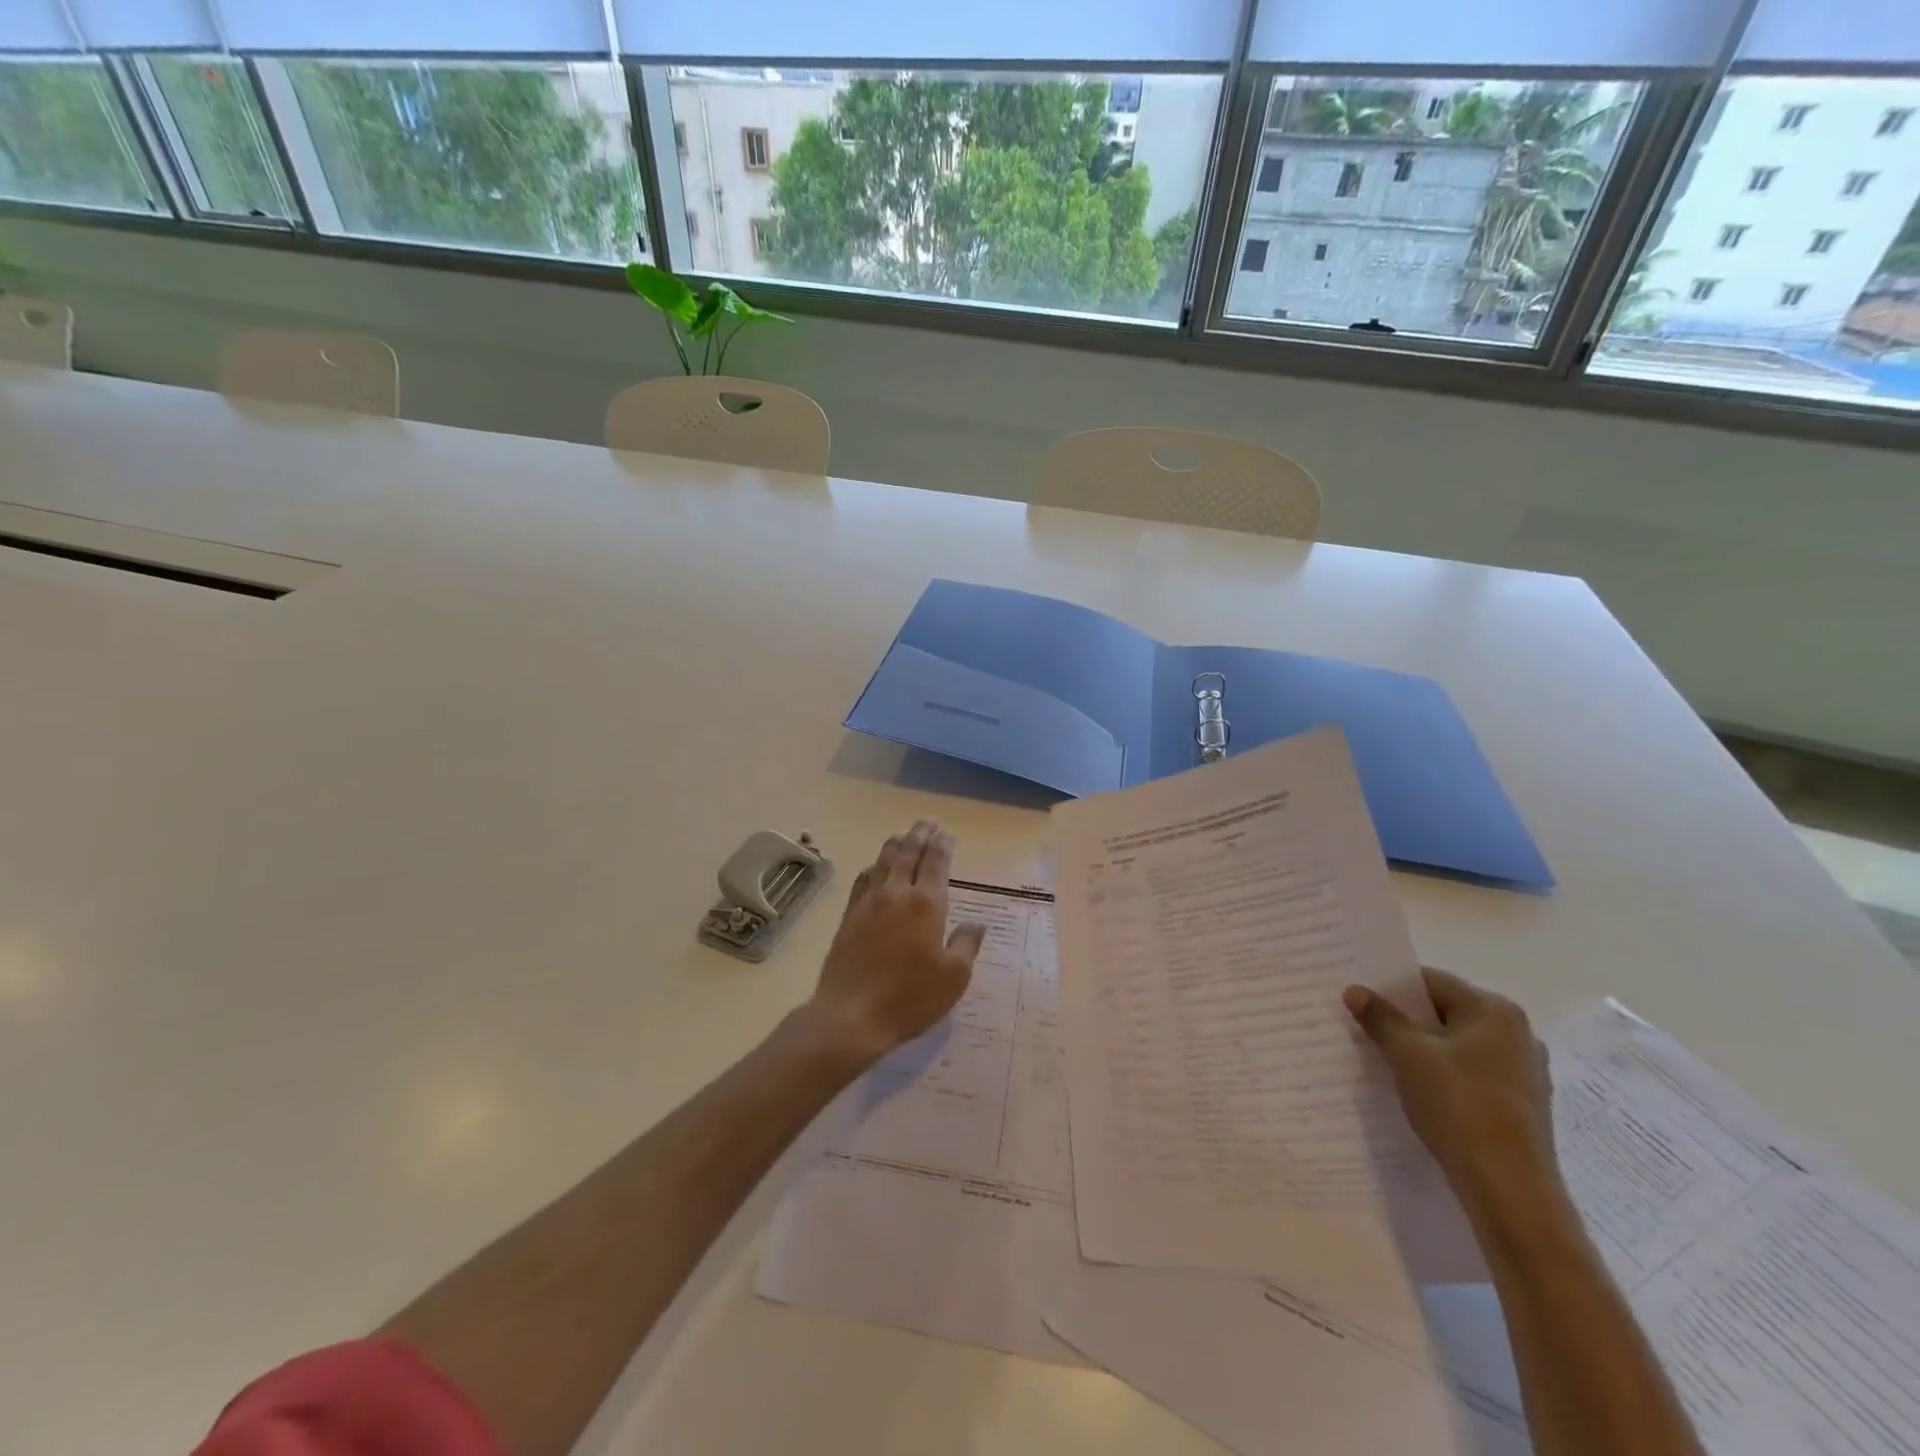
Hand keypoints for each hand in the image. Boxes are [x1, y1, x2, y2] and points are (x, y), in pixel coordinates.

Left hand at [799, 820, 985, 1069]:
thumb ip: (966, 945)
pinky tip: (875, 867)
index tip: (947, 833)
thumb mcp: (953, 978)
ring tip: (903, 834)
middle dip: (920, 835)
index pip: (936, 863)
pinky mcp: (849, 916)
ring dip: (896, 844)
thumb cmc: (909, 998)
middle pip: (909, 853)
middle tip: (928, 821)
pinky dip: (873, 867)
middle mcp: (897, 894)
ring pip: (883, 861)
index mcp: (926, 904)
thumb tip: (977, 924)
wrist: (850, 1016)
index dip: (943, 845)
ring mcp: (869, 903)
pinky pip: (863, 880)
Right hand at [1345, 968, 1562, 1222]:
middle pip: (1446, 1013)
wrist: (1511, 1190)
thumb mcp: (1408, 1055)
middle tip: (1367, 1029)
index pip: (1431, 982)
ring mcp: (1525, 1072)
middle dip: (1407, 1020)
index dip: (1392, 988)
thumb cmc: (1460, 1106)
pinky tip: (1420, 1092)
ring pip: (1458, 1046)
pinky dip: (1445, 1076)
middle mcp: (1518, 1034)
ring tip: (1387, 1062)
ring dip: (1424, 1050)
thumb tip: (1354, 990)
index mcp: (1495, 1011)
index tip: (1361, 1001)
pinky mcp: (1522, 1105)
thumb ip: (1381, 1018)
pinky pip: (1472, 1074)